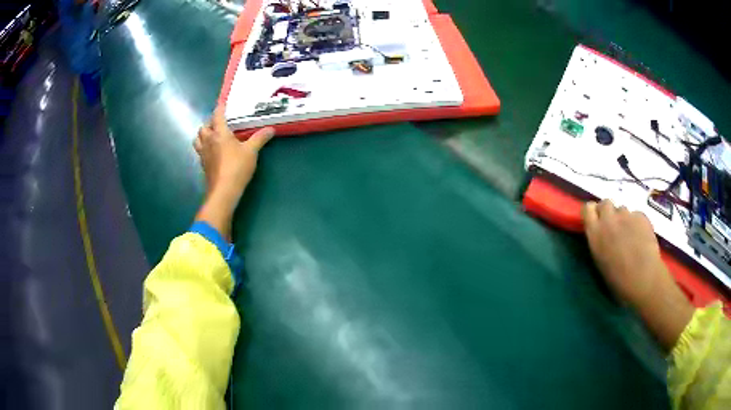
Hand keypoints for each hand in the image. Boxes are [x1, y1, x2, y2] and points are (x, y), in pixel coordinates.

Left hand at [193, 108, 274, 238]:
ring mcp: (203, 154)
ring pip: (198, 139)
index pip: (217, 115)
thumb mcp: (251, 151)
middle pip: (204, 127)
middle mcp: (208, 141)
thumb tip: (271, 129)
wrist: (223, 191)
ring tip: (212, 136)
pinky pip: (200, 151)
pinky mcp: (203, 165)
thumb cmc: (236, 167)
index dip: (220, 108)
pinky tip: (212, 151)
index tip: (223, 103)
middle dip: (210, 122)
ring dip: (203, 134)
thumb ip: (260, 138)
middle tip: (219, 123)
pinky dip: (204, 147)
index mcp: (219, 133)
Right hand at [582, 200, 693, 350]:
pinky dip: (637, 223)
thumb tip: (601, 236)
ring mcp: (627, 215)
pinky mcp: (641, 216)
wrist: (644, 279)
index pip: (587, 208)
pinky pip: (636, 215)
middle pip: (605, 202)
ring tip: (629, 234)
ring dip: (623, 218)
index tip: (596, 221)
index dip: (592, 213)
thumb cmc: (619, 281)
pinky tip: (641, 236)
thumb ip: (598, 242)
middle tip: (613, 226)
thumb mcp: (601, 263)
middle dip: (608, 211)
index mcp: (595, 233)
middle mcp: (609, 219)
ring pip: (622, 209)